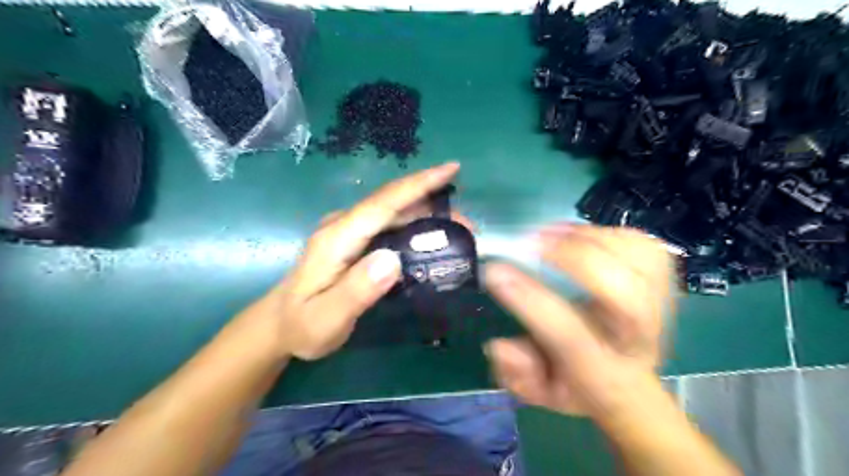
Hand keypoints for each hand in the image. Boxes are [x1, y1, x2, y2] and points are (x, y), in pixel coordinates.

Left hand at [263, 161, 462, 357]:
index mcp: (337, 237)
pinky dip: (414, 226)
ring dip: (427, 215)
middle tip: (468, 226)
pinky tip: (431, 238)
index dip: (418, 184)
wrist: (280, 325)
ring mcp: (348, 231)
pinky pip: (389, 225)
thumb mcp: (326, 319)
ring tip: (458, 232)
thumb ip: (356, 291)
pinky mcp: (354, 240)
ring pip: (393, 213)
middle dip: (433, 204)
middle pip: (393, 204)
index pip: (383, 203)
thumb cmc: (303, 326)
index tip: (451, 169)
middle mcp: (343, 226)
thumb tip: (392, 260)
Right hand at [484, 224, 677, 417]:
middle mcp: (636, 339)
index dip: (532, 301)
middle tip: (533, 244)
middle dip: (576, 260)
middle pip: (625, 295)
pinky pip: (643, 245)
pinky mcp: (664, 282)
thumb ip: (516, 373)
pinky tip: (577, 235)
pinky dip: (608, 232)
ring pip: (639, 261)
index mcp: (600, 371)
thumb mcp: (537, 390)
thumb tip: (500, 345)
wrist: (626, 382)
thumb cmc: (575, 383)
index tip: (496, 272)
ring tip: (550, 234)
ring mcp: (659, 308)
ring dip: (589, 239)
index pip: (570, 337)